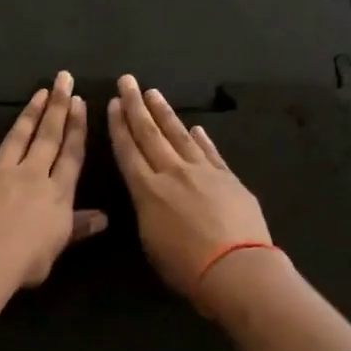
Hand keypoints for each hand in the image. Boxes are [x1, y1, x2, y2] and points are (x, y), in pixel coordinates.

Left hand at [0, 71, 106, 287]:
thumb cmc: (27, 260)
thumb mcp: (59, 245)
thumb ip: (78, 227)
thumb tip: (104, 217)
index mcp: (56, 192)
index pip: (71, 154)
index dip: (77, 127)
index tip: (80, 102)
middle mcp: (31, 174)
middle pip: (48, 136)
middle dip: (57, 106)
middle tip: (63, 78)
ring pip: (16, 137)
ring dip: (28, 114)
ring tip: (39, 92)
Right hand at [106, 75, 271, 302]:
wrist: (236, 269)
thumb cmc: (186, 267)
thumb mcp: (151, 241)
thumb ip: (147, 211)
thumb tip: (150, 195)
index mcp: (147, 190)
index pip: (128, 150)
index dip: (119, 126)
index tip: (114, 103)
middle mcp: (173, 172)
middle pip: (150, 133)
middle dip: (136, 106)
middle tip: (128, 81)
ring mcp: (203, 172)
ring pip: (180, 135)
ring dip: (165, 113)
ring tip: (154, 93)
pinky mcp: (228, 178)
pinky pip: (211, 152)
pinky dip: (202, 139)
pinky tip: (196, 127)